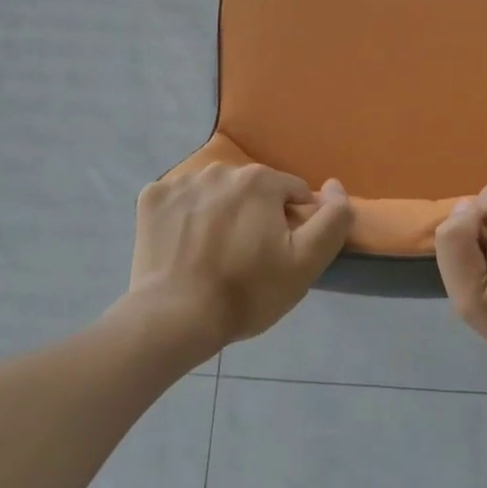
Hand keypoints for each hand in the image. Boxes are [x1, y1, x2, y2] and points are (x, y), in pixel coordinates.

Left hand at [130, 163, 352, 354]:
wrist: (175, 318)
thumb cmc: (247, 292)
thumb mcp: (307, 262)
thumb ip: (333, 218)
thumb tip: (334, 185)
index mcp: (260, 180)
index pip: (292, 194)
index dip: (292, 224)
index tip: (278, 255)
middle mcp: (221, 169)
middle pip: (252, 190)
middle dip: (255, 215)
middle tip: (247, 258)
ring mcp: (181, 181)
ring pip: (216, 192)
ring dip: (220, 212)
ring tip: (213, 253)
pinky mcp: (152, 197)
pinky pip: (180, 200)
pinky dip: (184, 216)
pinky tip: (183, 246)